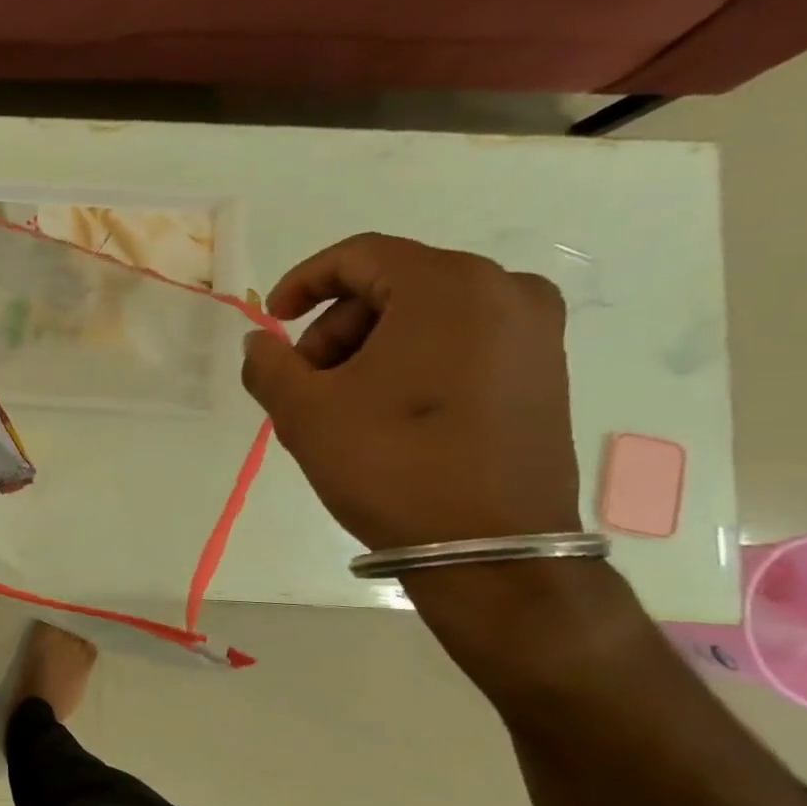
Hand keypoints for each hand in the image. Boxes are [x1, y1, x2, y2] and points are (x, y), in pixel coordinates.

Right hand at [239, 233, 580, 550]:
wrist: (491, 550)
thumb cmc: (391, 464)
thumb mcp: (304, 412)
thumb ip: (267, 364)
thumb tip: (261, 343)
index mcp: (449, 285)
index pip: (359, 255)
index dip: (302, 282)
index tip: (272, 322)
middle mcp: (505, 292)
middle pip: (393, 286)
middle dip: (335, 328)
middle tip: (303, 380)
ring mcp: (535, 333)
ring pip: (427, 316)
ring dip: (369, 348)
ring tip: (340, 404)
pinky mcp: (545, 373)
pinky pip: (462, 343)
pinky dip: (412, 363)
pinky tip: (385, 412)